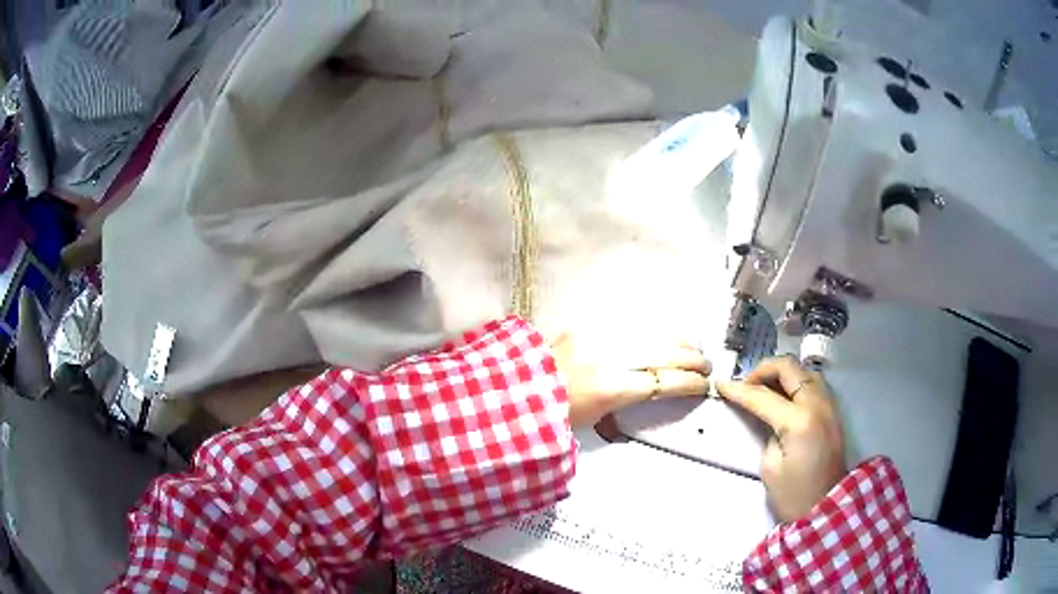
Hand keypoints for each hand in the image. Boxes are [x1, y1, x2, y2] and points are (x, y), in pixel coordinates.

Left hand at [551, 334, 710, 426]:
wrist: (518, 387)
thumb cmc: (554, 412)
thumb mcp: (594, 420)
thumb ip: (625, 407)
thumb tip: (651, 397)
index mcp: (613, 388)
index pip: (664, 382)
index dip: (689, 384)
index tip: (702, 386)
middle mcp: (611, 358)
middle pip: (666, 354)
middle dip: (692, 360)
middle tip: (706, 366)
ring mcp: (601, 337)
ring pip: (653, 333)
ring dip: (679, 341)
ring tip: (695, 347)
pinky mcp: (590, 324)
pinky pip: (632, 323)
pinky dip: (654, 329)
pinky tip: (666, 333)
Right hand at [717, 356, 845, 522]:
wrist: (825, 508)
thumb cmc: (792, 495)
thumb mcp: (770, 465)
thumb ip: (767, 431)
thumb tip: (765, 414)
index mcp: (799, 421)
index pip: (763, 397)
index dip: (739, 390)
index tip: (721, 384)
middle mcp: (817, 404)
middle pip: (789, 368)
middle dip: (763, 370)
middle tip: (746, 385)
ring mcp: (829, 405)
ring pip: (803, 371)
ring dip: (781, 374)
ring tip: (764, 389)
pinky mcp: (833, 412)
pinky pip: (813, 384)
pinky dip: (795, 382)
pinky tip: (783, 396)